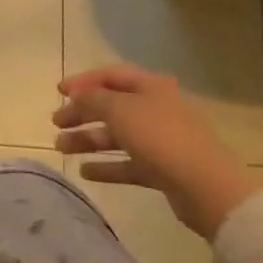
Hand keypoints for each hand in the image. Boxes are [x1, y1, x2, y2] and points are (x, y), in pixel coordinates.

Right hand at [52, 64, 262, 239]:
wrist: (206, 187)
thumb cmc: (159, 137)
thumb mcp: (119, 109)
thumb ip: (92, 99)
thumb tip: (77, 95)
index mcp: (150, 86)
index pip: (110, 76)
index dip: (83, 81)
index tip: (58, 91)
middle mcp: (155, 108)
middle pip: (111, 106)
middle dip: (81, 113)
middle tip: (57, 122)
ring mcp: (160, 140)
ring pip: (117, 135)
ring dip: (88, 139)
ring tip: (62, 148)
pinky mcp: (162, 169)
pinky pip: (128, 163)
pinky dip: (106, 166)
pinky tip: (85, 172)